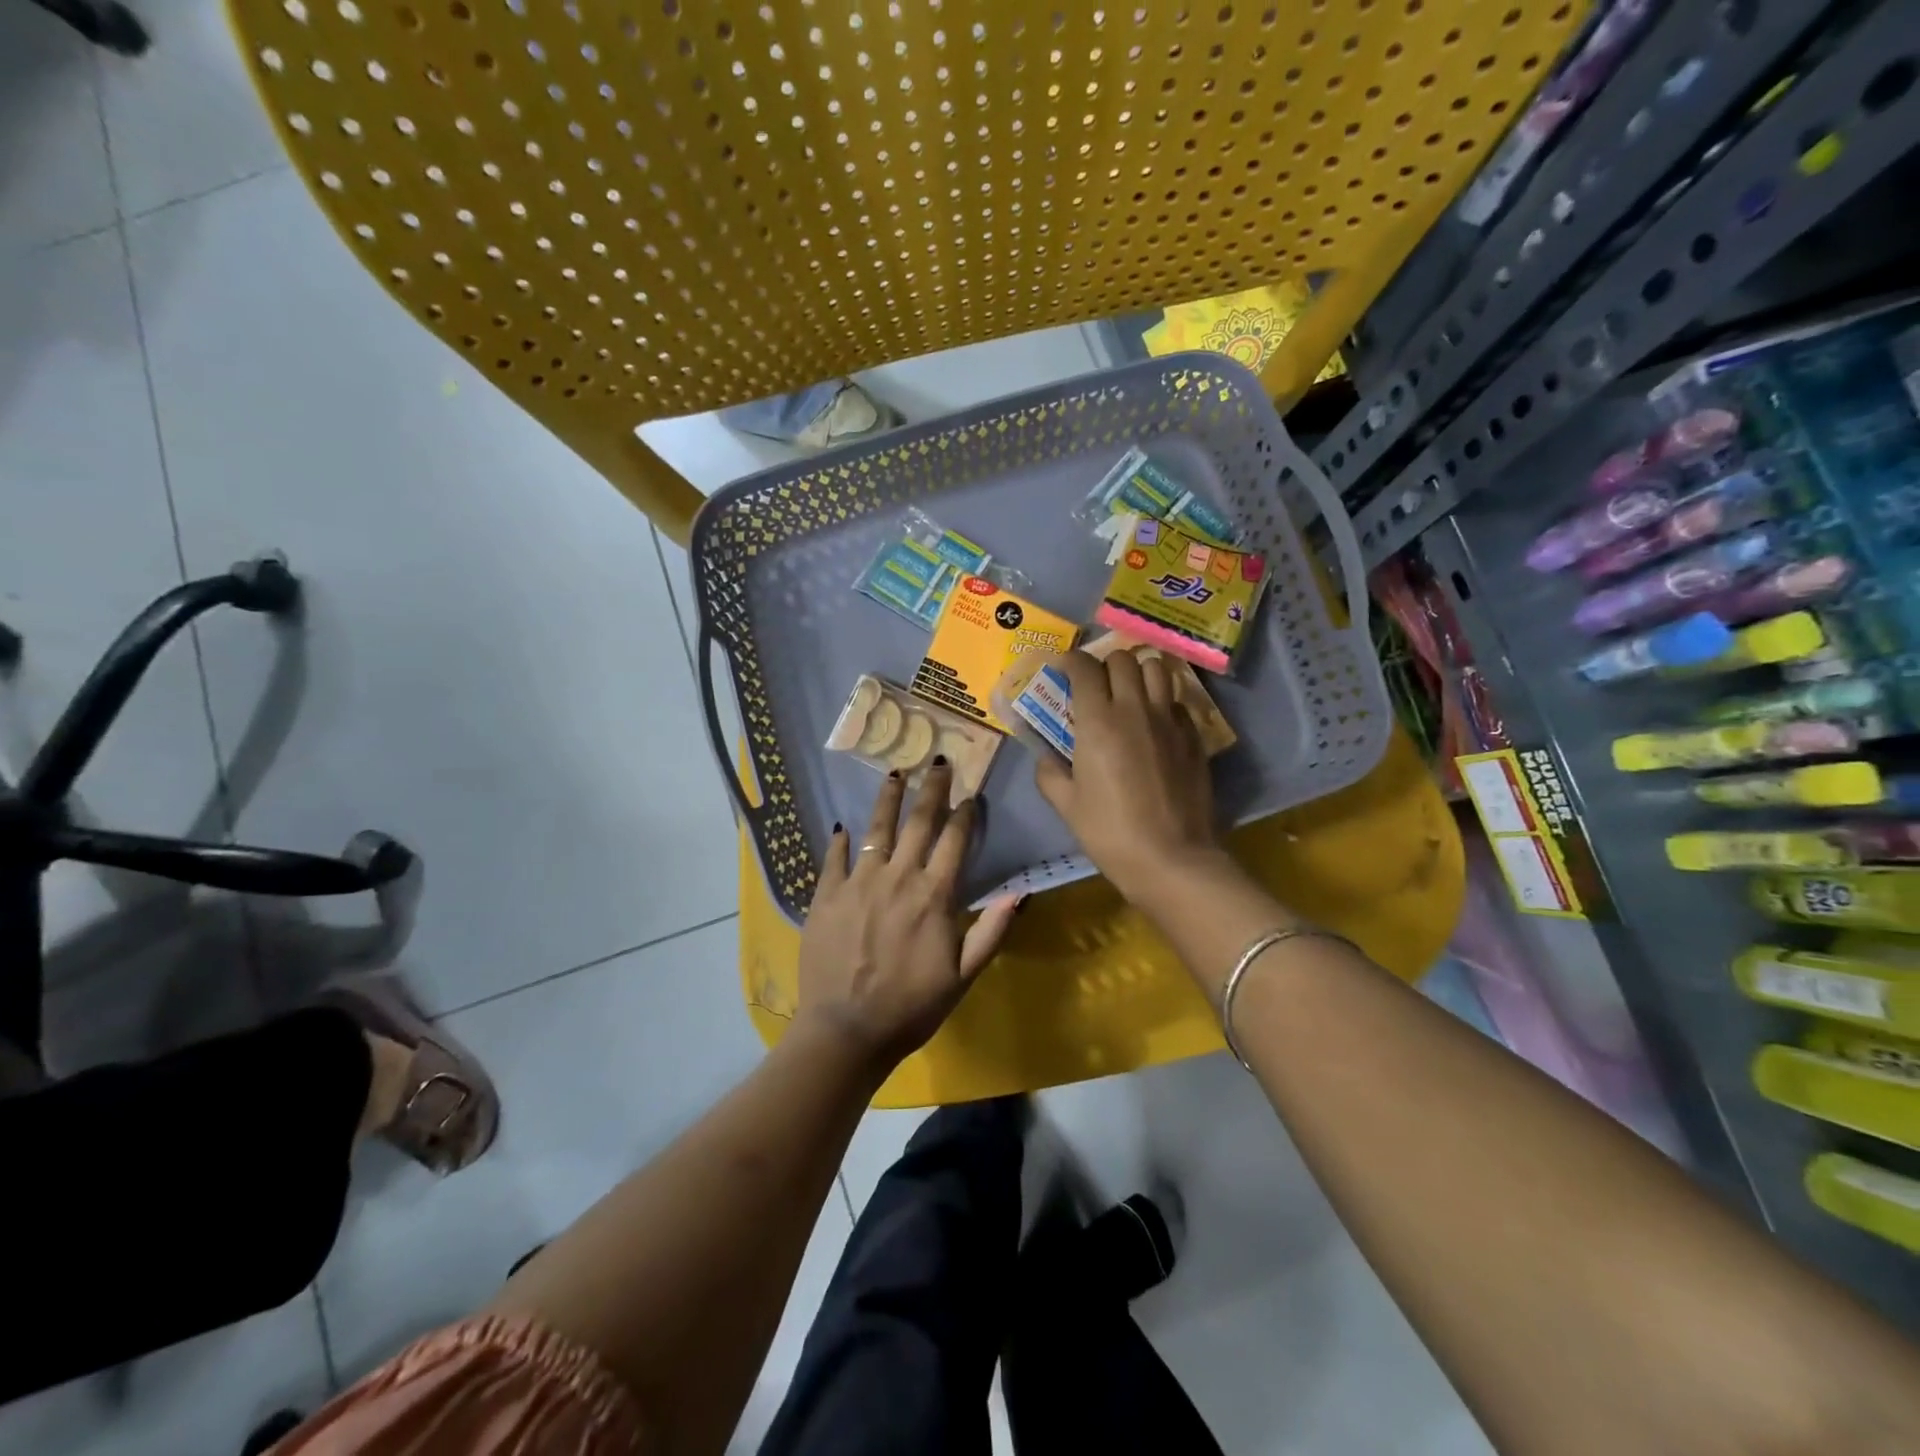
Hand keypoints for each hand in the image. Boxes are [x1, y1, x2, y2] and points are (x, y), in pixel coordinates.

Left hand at [797, 762, 1020, 1072]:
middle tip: (937, 762)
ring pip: (876, 829)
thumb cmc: (912, 1007)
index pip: (954, 841)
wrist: (846, 1031)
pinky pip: (834, 859)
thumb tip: (1021, 893)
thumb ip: (991, 931)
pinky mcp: (826, 896)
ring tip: (894, 773)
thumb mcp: (963, 977)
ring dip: (888, 799)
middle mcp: (897, 878)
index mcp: (934, 896)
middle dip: (931, 789)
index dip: (964, 814)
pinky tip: (842, 827)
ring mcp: (859, 883)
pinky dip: (840, 841)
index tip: (971, 793)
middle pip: (918, 823)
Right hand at [1034, 649, 1224, 902]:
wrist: (1171, 858)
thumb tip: (1047, 758)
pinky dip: (1163, 701)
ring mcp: (1169, 720)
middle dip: (1105, 665)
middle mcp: (1134, 709)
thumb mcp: (1067, 806)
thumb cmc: (1110, 832)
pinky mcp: (1194, 736)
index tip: (1064, 670)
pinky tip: (1155, 723)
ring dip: (1140, 673)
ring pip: (1157, 668)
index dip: (1071, 662)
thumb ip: (1050, 774)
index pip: (1084, 667)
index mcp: (1097, 721)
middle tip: (1097, 687)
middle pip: (1123, 659)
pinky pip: (1177, 700)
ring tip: (1130, 692)